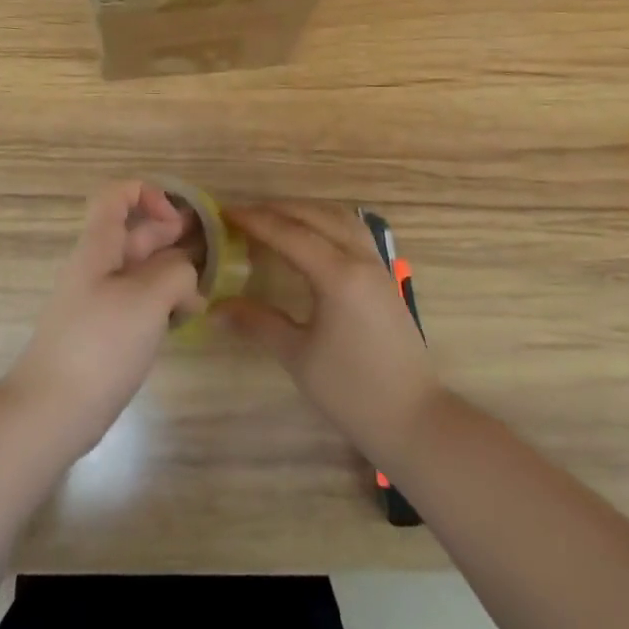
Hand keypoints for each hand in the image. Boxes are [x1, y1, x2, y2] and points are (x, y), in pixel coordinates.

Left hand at [2, 181, 206, 458]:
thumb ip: (175, 273)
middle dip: (170, 235)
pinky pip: (136, 302)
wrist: (51, 411)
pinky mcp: (103, 332)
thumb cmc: (99, 345)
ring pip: (139, 270)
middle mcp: (96, 267)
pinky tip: (183, 320)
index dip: (148, 194)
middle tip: (208, 252)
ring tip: (201, 292)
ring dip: (171, 273)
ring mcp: (98, 301)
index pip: (116, 195)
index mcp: (98, 247)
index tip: (176, 223)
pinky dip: (161, 302)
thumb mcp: (147, 299)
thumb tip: (185, 277)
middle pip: (133, 233)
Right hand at [216, 202, 444, 467]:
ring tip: (274, 219)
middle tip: (243, 216)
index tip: (225, 213)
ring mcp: (377, 265)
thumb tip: (214, 309)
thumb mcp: (297, 356)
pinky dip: (326, 223)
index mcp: (338, 275)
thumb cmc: (352, 391)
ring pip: (339, 218)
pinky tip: (310, 238)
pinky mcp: (384, 277)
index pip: (289, 233)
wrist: (414, 418)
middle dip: (277, 210)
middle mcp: (360, 259)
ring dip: (305, 212)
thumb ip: (257, 323)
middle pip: (315, 216)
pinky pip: (353, 231)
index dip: (255, 221)